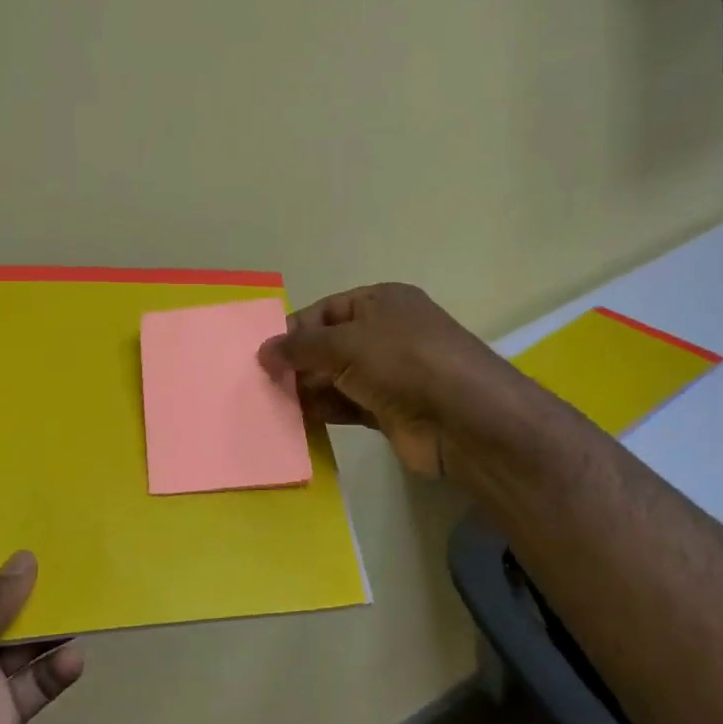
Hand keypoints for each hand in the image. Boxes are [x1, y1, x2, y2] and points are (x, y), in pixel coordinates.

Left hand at [0, 507, 82, 723]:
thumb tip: (26, 558)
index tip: (8, 484)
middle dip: (24, 558)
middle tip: (72, 523)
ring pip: (22, 630)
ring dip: (52, 610)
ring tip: (92, 579)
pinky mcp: (1, 719)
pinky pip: (38, 681)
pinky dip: (58, 668)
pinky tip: (75, 657)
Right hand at [258, 283, 520, 478]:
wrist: (462, 417)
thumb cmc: (402, 360)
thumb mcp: (345, 342)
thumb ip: (300, 347)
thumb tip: (262, 351)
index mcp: (381, 302)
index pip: (327, 309)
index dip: (295, 328)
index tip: (263, 352)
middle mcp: (386, 334)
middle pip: (330, 345)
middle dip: (297, 362)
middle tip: (260, 381)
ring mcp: (390, 374)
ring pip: (337, 378)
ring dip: (307, 389)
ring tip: (269, 402)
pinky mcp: (390, 411)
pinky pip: (348, 407)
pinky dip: (324, 412)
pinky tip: (295, 421)